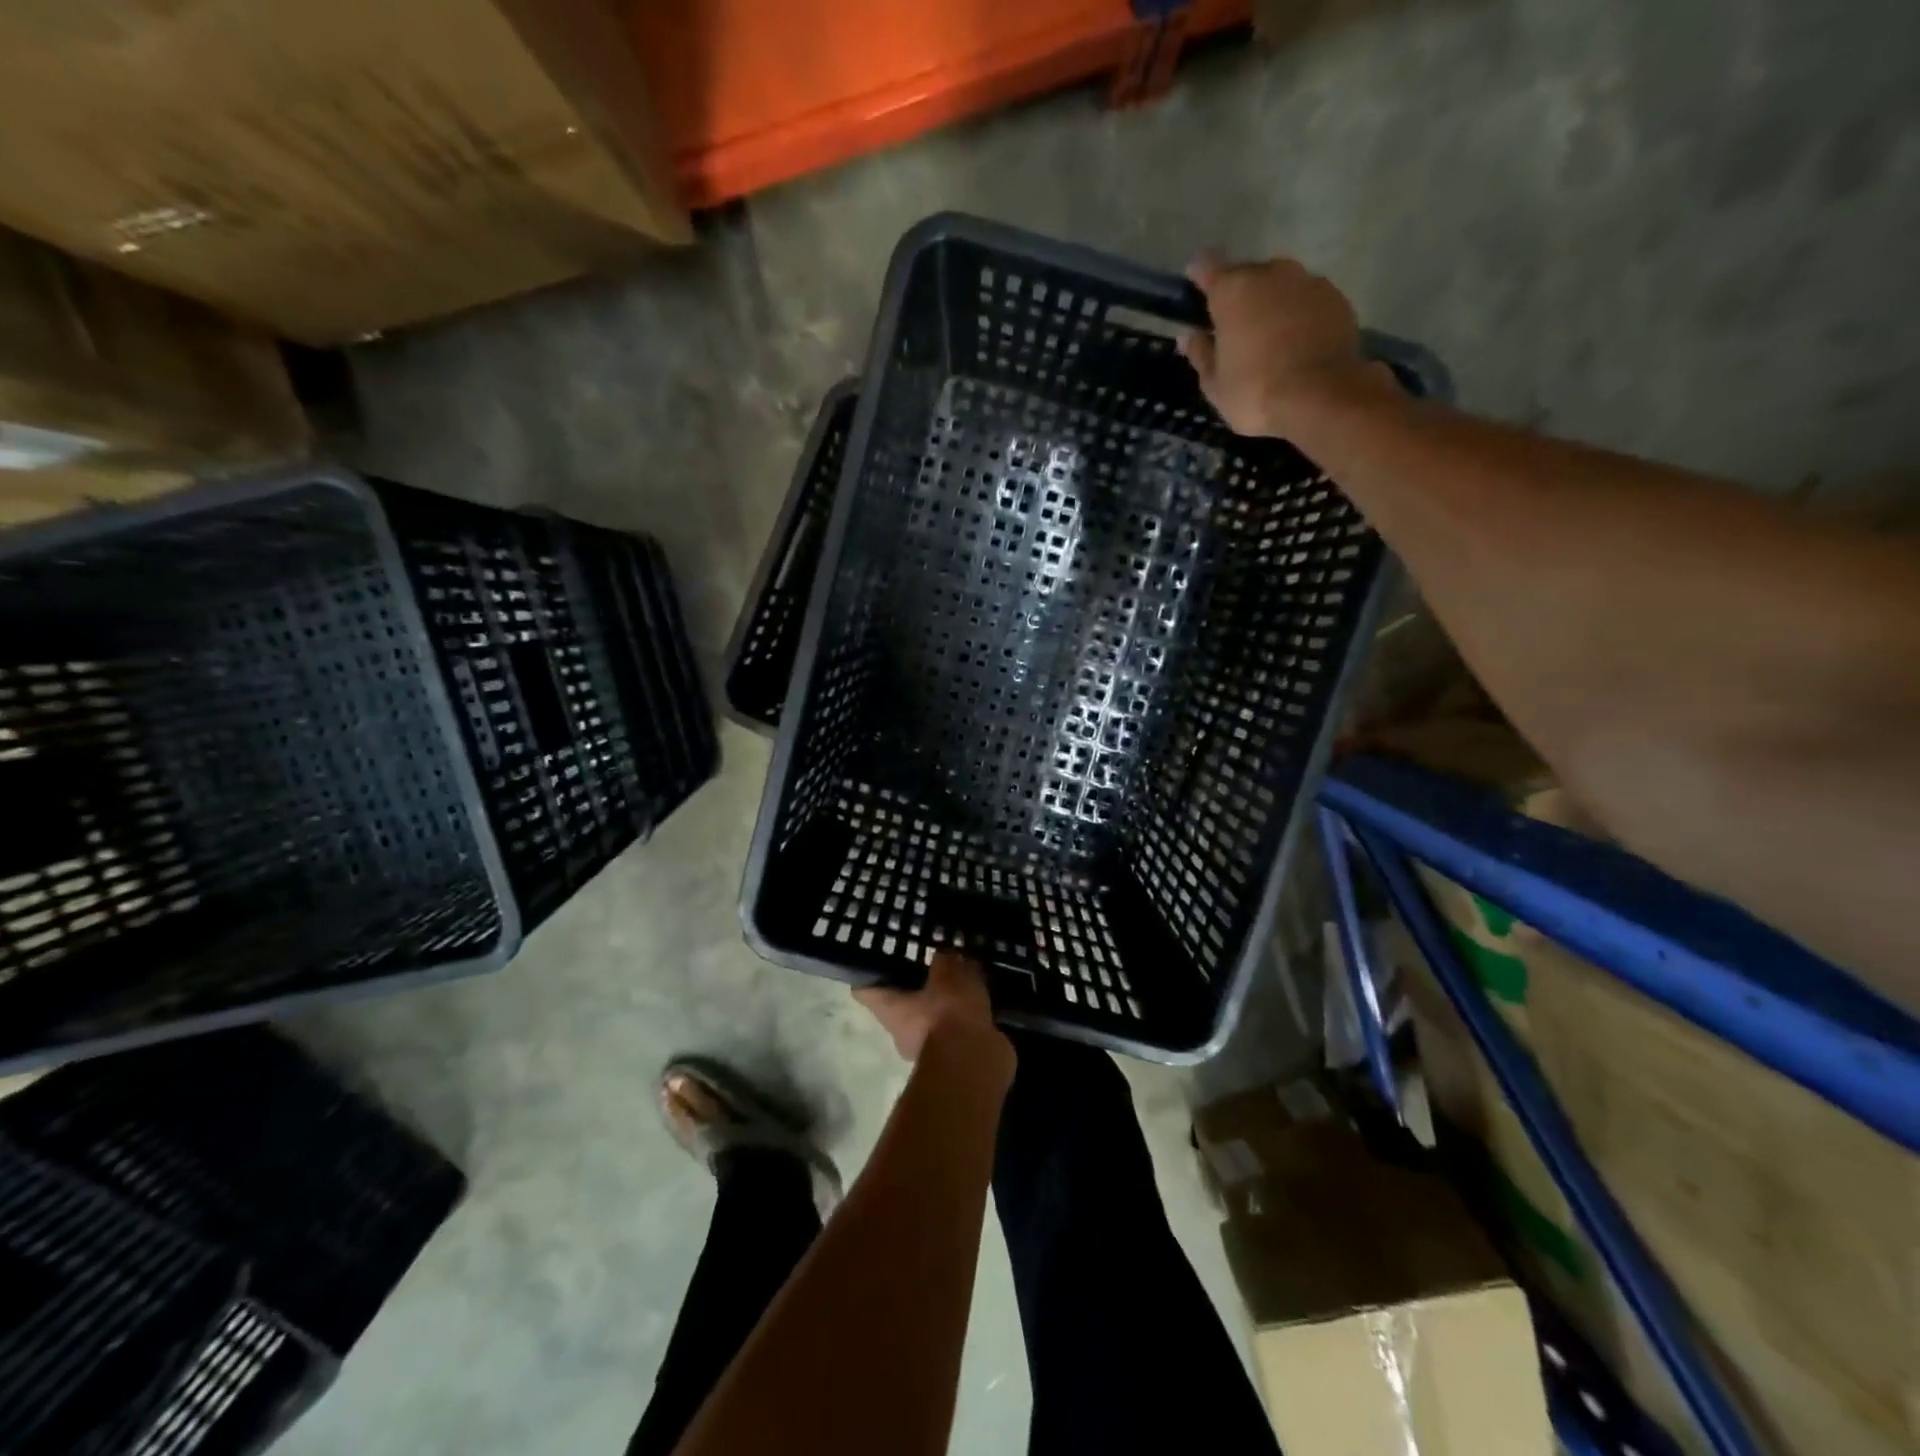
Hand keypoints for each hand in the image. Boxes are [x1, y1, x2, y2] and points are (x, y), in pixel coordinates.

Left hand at [854, 951, 1003, 1062]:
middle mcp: (900, 1032)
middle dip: (917, 985)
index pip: (864, 990)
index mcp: (888, 1009)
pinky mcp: (953, 1060)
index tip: (883, 956)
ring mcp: (926, 1049)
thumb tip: (944, 957)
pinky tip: (981, 1002)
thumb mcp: (948, 973)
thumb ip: (944, 960)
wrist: (974, 1062)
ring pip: (930, 1018)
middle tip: (934, 964)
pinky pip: (955, 1032)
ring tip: (965, 980)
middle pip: (900, 1004)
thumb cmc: (948, 1013)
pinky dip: (965, 1020)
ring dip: (945, 1004)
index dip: (871, 973)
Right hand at [1178, 252, 1392, 436]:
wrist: (1322, 396)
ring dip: (1272, 303)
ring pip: (1281, 285)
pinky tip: (1297, 342)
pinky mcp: (1336, 297)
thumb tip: (1189, 336)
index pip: (1207, 266)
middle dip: (1240, 295)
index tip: (1195, 287)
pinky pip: (1308, 299)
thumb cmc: (1255, 392)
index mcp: (1233, 291)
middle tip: (1236, 327)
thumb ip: (1201, 355)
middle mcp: (1271, 274)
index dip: (1199, 276)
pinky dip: (1299, 313)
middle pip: (1248, 274)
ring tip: (1270, 336)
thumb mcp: (1215, 385)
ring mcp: (1308, 281)